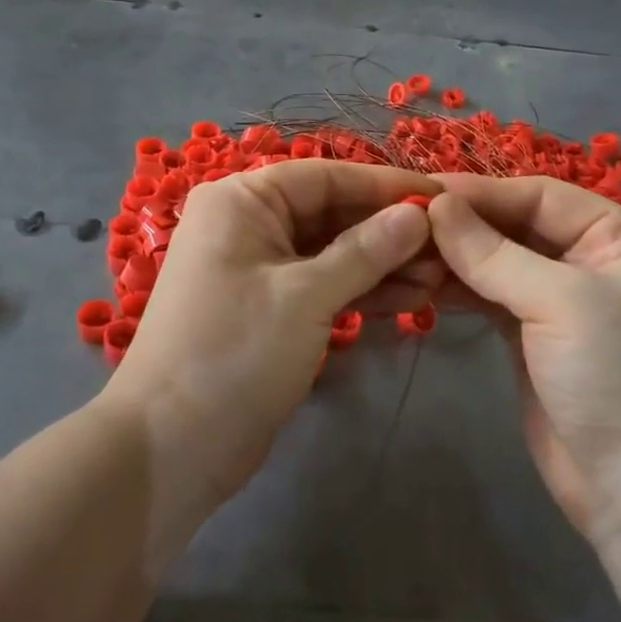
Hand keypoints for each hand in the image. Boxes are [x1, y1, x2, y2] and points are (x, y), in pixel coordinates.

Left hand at [100, 160, 442, 533]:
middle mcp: (248, 223)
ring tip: (440, 278)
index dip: (385, 186)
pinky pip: (321, 284)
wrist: (171, 445)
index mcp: (242, 201)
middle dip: (388, 230)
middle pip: (331, 212)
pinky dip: (361, 290)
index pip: (326, 176)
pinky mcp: (269, 307)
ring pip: (331, 251)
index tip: (442, 197)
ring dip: (381, 263)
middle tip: (449, 248)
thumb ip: (365, 251)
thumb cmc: (234, 352)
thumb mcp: (305, 296)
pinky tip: (411, 299)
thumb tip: (418, 215)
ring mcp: (258, 267)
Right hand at [426, 176, 620, 543]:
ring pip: (496, 261)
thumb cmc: (620, 380)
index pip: (539, 196)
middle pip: (514, 225)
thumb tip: (434, 205)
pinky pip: (487, 296)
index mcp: (620, 236)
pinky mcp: (531, 336)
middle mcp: (591, 259)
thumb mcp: (562, 302)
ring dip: (452, 256)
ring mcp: (559, 300)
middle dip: (461, 225)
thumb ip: (492, 252)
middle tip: (401, 222)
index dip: (480, 192)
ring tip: (401, 251)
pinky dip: (456, 287)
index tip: (421, 191)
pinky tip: (418, 281)